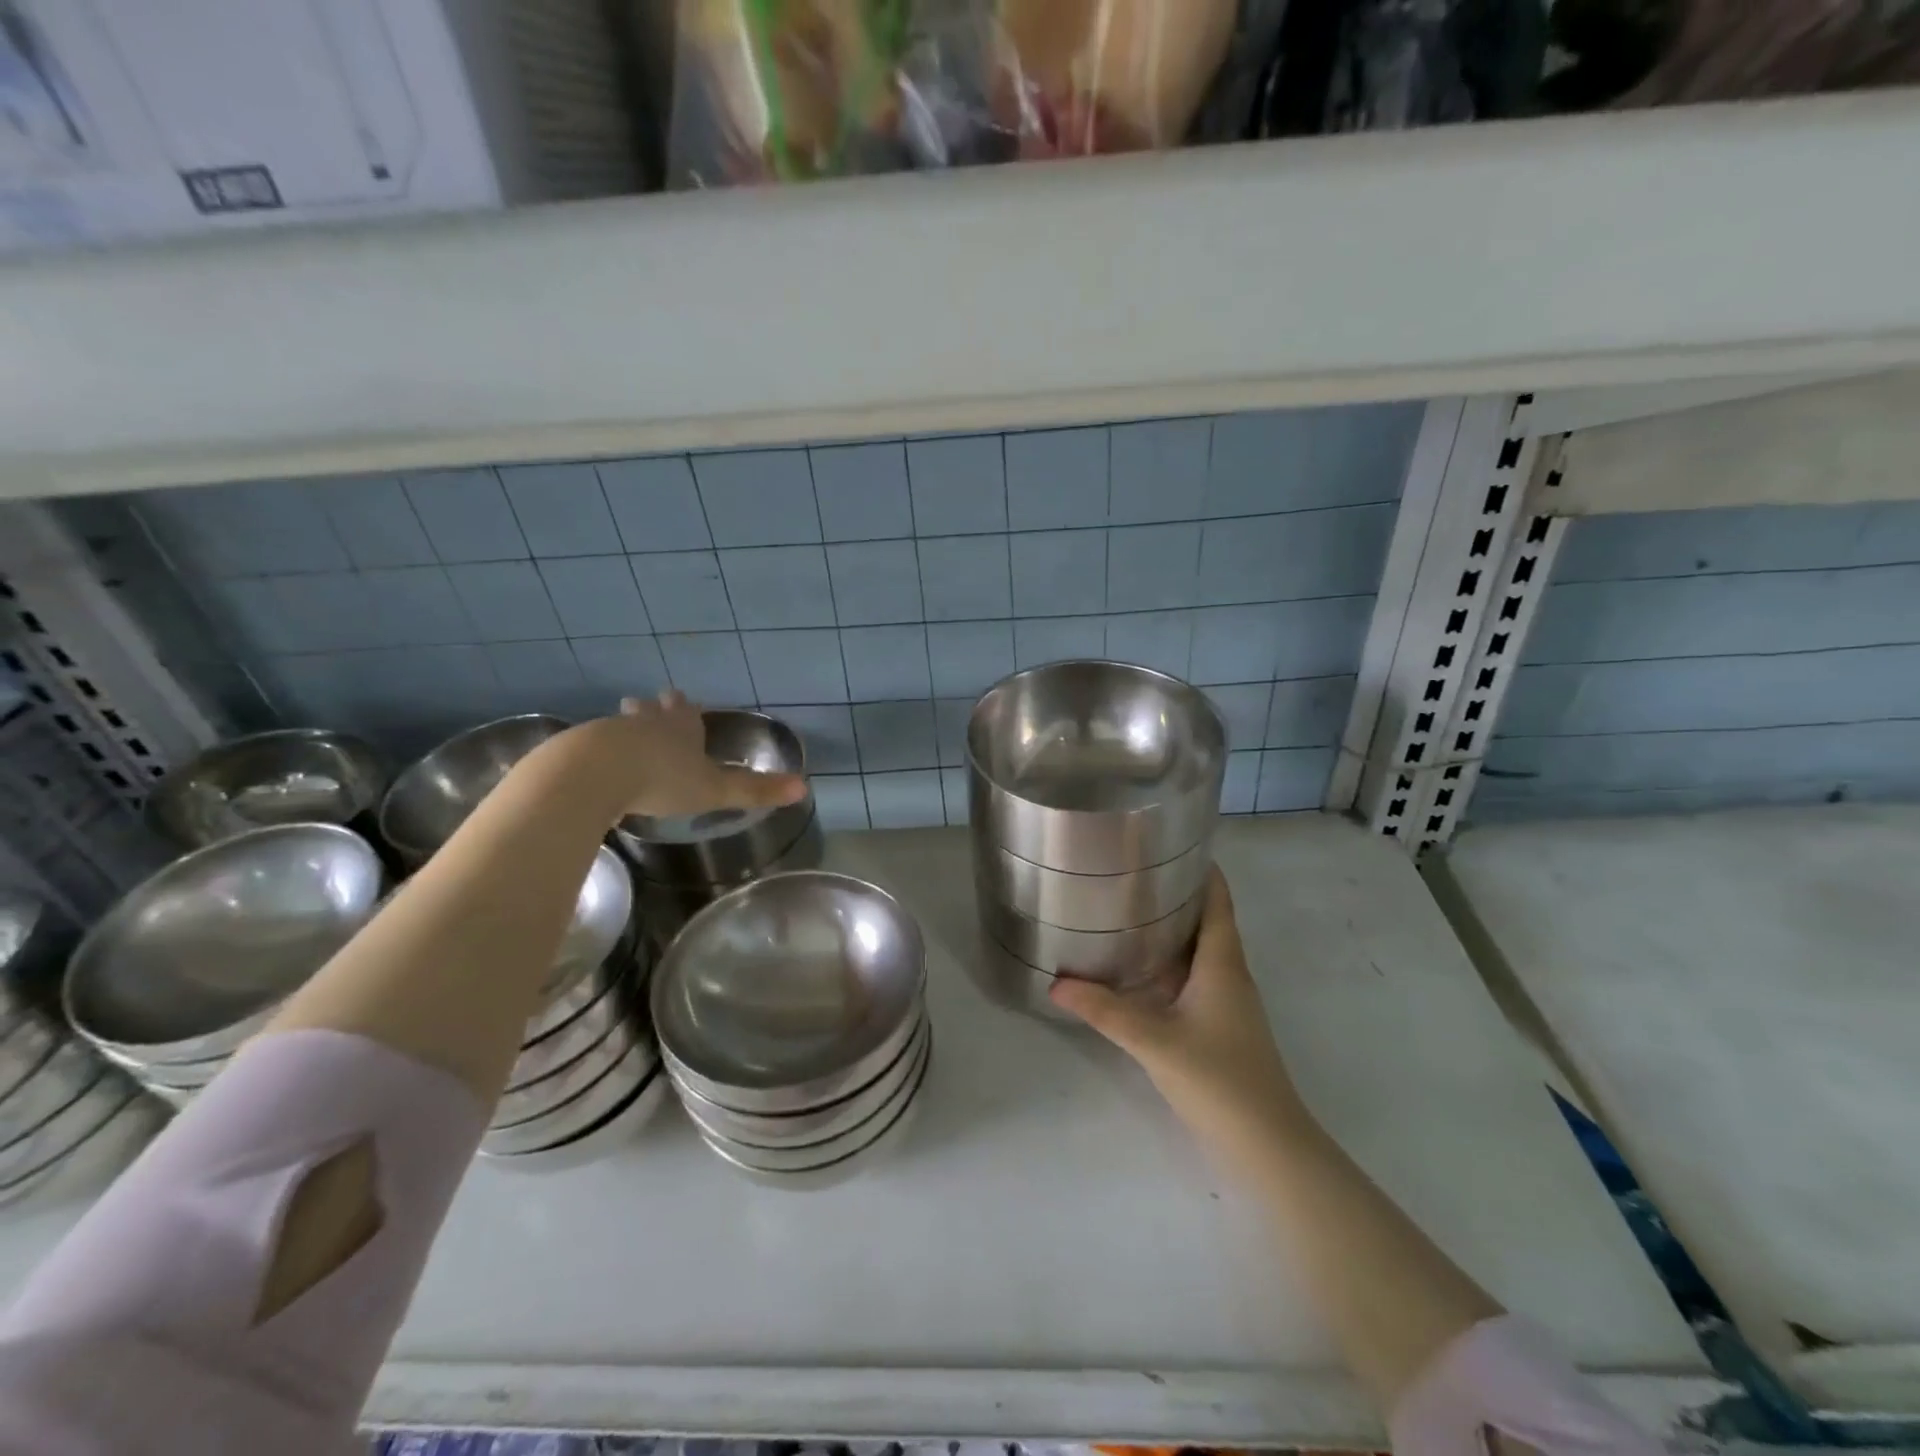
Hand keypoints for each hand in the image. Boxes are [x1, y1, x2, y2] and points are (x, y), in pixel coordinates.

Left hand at [553, 691, 807, 822]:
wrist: (595, 774)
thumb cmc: (663, 779)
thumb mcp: (716, 789)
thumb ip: (756, 790)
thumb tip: (805, 788)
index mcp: (681, 728)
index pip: (687, 711)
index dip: (688, 709)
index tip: (685, 702)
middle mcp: (646, 723)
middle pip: (650, 709)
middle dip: (653, 709)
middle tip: (651, 706)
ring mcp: (608, 732)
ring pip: (620, 724)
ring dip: (624, 728)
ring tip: (622, 737)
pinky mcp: (577, 750)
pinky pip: (590, 747)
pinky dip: (595, 752)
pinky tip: (593, 767)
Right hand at [1050, 866, 1303, 1139]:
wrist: (1267, 1146)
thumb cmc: (1219, 1079)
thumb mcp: (1154, 1041)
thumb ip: (1105, 1011)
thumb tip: (1056, 983)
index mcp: (1223, 964)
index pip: (1218, 902)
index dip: (1203, 871)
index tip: (1171, 844)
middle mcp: (1230, 975)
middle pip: (1207, 922)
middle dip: (1175, 896)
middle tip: (1131, 874)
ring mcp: (1228, 1004)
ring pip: (1199, 953)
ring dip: (1171, 931)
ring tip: (1127, 912)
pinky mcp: (1220, 1027)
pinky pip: (1194, 979)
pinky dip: (1169, 965)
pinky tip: (1139, 971)